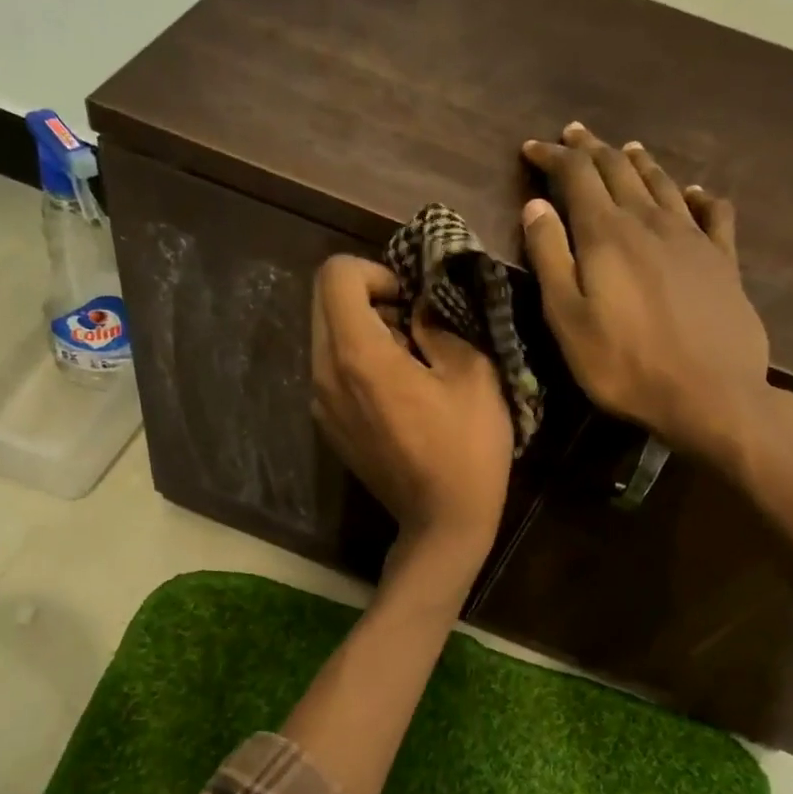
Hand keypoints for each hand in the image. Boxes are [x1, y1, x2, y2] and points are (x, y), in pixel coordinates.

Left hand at [311, 255, 513, 583]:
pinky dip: (356, 361)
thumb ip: (439, 324)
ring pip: (325, 335)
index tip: (408, 300)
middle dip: (366, 296)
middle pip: (323, 301)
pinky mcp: (327, 425)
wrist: (442, 521)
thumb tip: (417, 306)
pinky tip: (394, 391)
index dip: (375, 272)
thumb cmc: (467, 448)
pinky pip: (330, 369)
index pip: (336, 275)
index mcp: (358, 355)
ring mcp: (319, 403)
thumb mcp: (472, 374)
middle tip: (411, 324)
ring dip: (362, 329)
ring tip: (407, 358)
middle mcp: (324, 374)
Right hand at [521, 122, 772, 473]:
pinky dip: (698, 195)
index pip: (576, 176)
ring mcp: (693, 238)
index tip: (532, 148)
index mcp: (607, 234)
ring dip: (638, 162)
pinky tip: (694, 192)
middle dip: (591, 149)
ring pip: (662, 183)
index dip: (553, 157)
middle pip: (618, 170)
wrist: (710, 394)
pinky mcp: (724, 260)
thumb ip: (550, 258)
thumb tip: (535, 206)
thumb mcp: (568, 319)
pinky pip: (713, 212)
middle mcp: (650, 222)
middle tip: (572, 136)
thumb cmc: (624, 365)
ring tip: (624, 149)